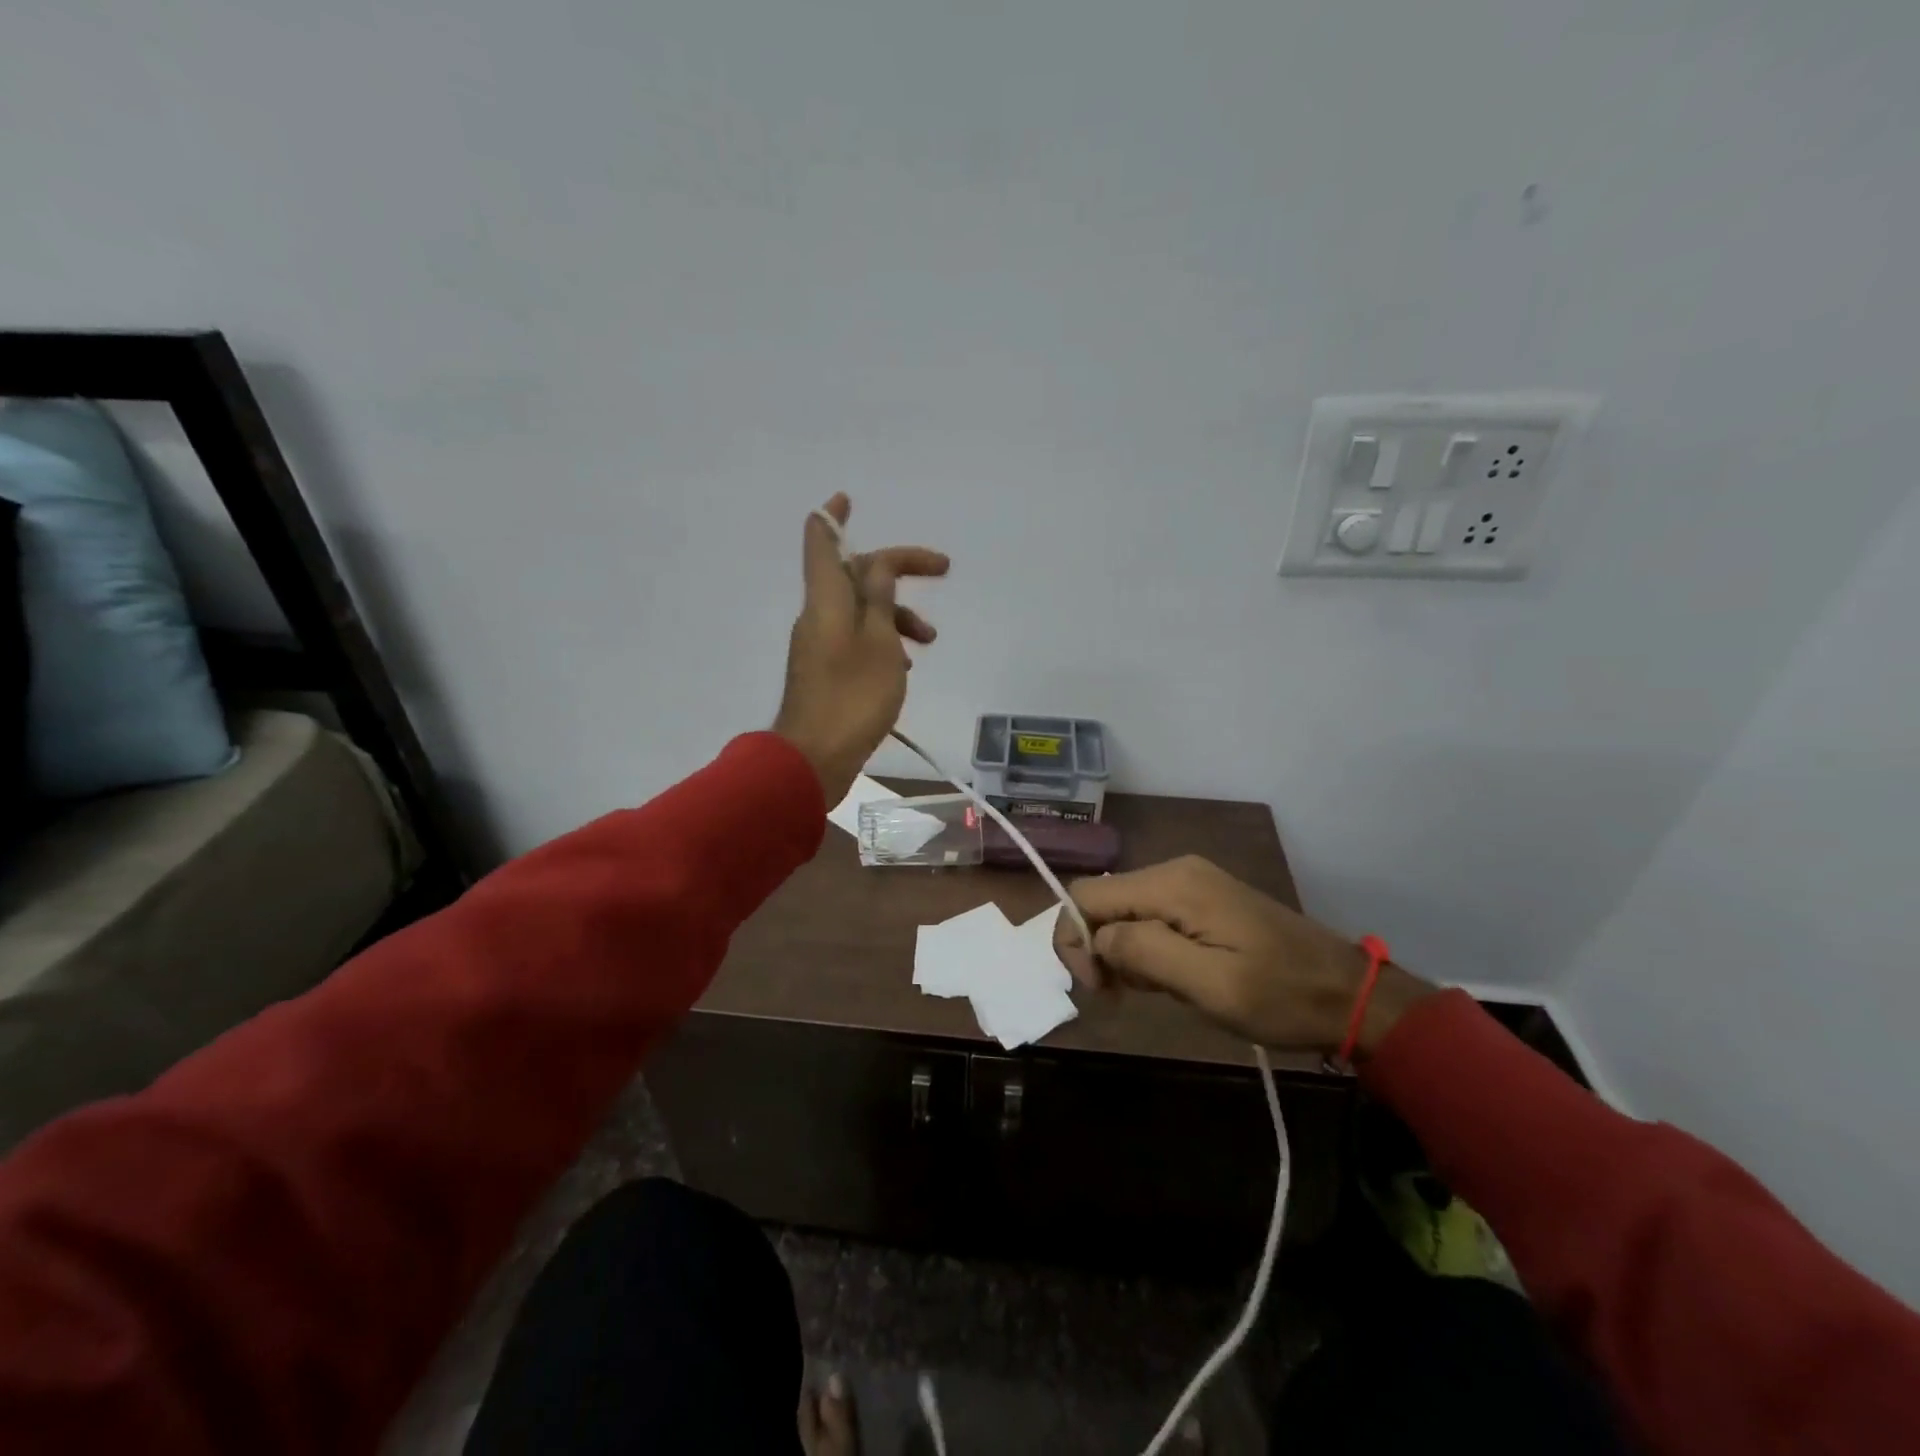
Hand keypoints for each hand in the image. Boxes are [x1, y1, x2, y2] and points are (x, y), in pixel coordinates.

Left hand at [773, 494, 948, 805]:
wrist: (814, 759)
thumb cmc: (852, 697)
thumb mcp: (879, 642)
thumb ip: (881, 599)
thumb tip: (878, 566)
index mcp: (827, 599)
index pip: (823, 542)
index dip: (834, 516)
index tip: (847, 498)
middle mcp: (818, 615)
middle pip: (856, 575)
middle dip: (897, 570)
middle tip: (942, 569)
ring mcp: (819, 645)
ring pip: (862, 612)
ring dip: (897, 615)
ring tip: (929, 640)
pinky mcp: (825, 672)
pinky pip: (857, 640)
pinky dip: (883, 642)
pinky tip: (904, 667)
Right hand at [1053, 856, 1434, 1058]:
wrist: (1347, 993)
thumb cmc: (1281, 996)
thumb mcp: (1211, 985)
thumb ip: (1145, 953)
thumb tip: (1097, 937)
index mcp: (1172, 884)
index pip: (1087, 895)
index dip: (1075, 940)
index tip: (1098, 988)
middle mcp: (1175, 871)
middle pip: (1103, 902)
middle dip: (1100, 950)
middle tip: (1127, 996)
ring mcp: (1190, 882)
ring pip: (1124, 912)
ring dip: (1125, 954)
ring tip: (1160, 990)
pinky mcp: (1202, 898)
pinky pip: (1150, 917)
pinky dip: (1146, 950)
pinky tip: (1173, 977)